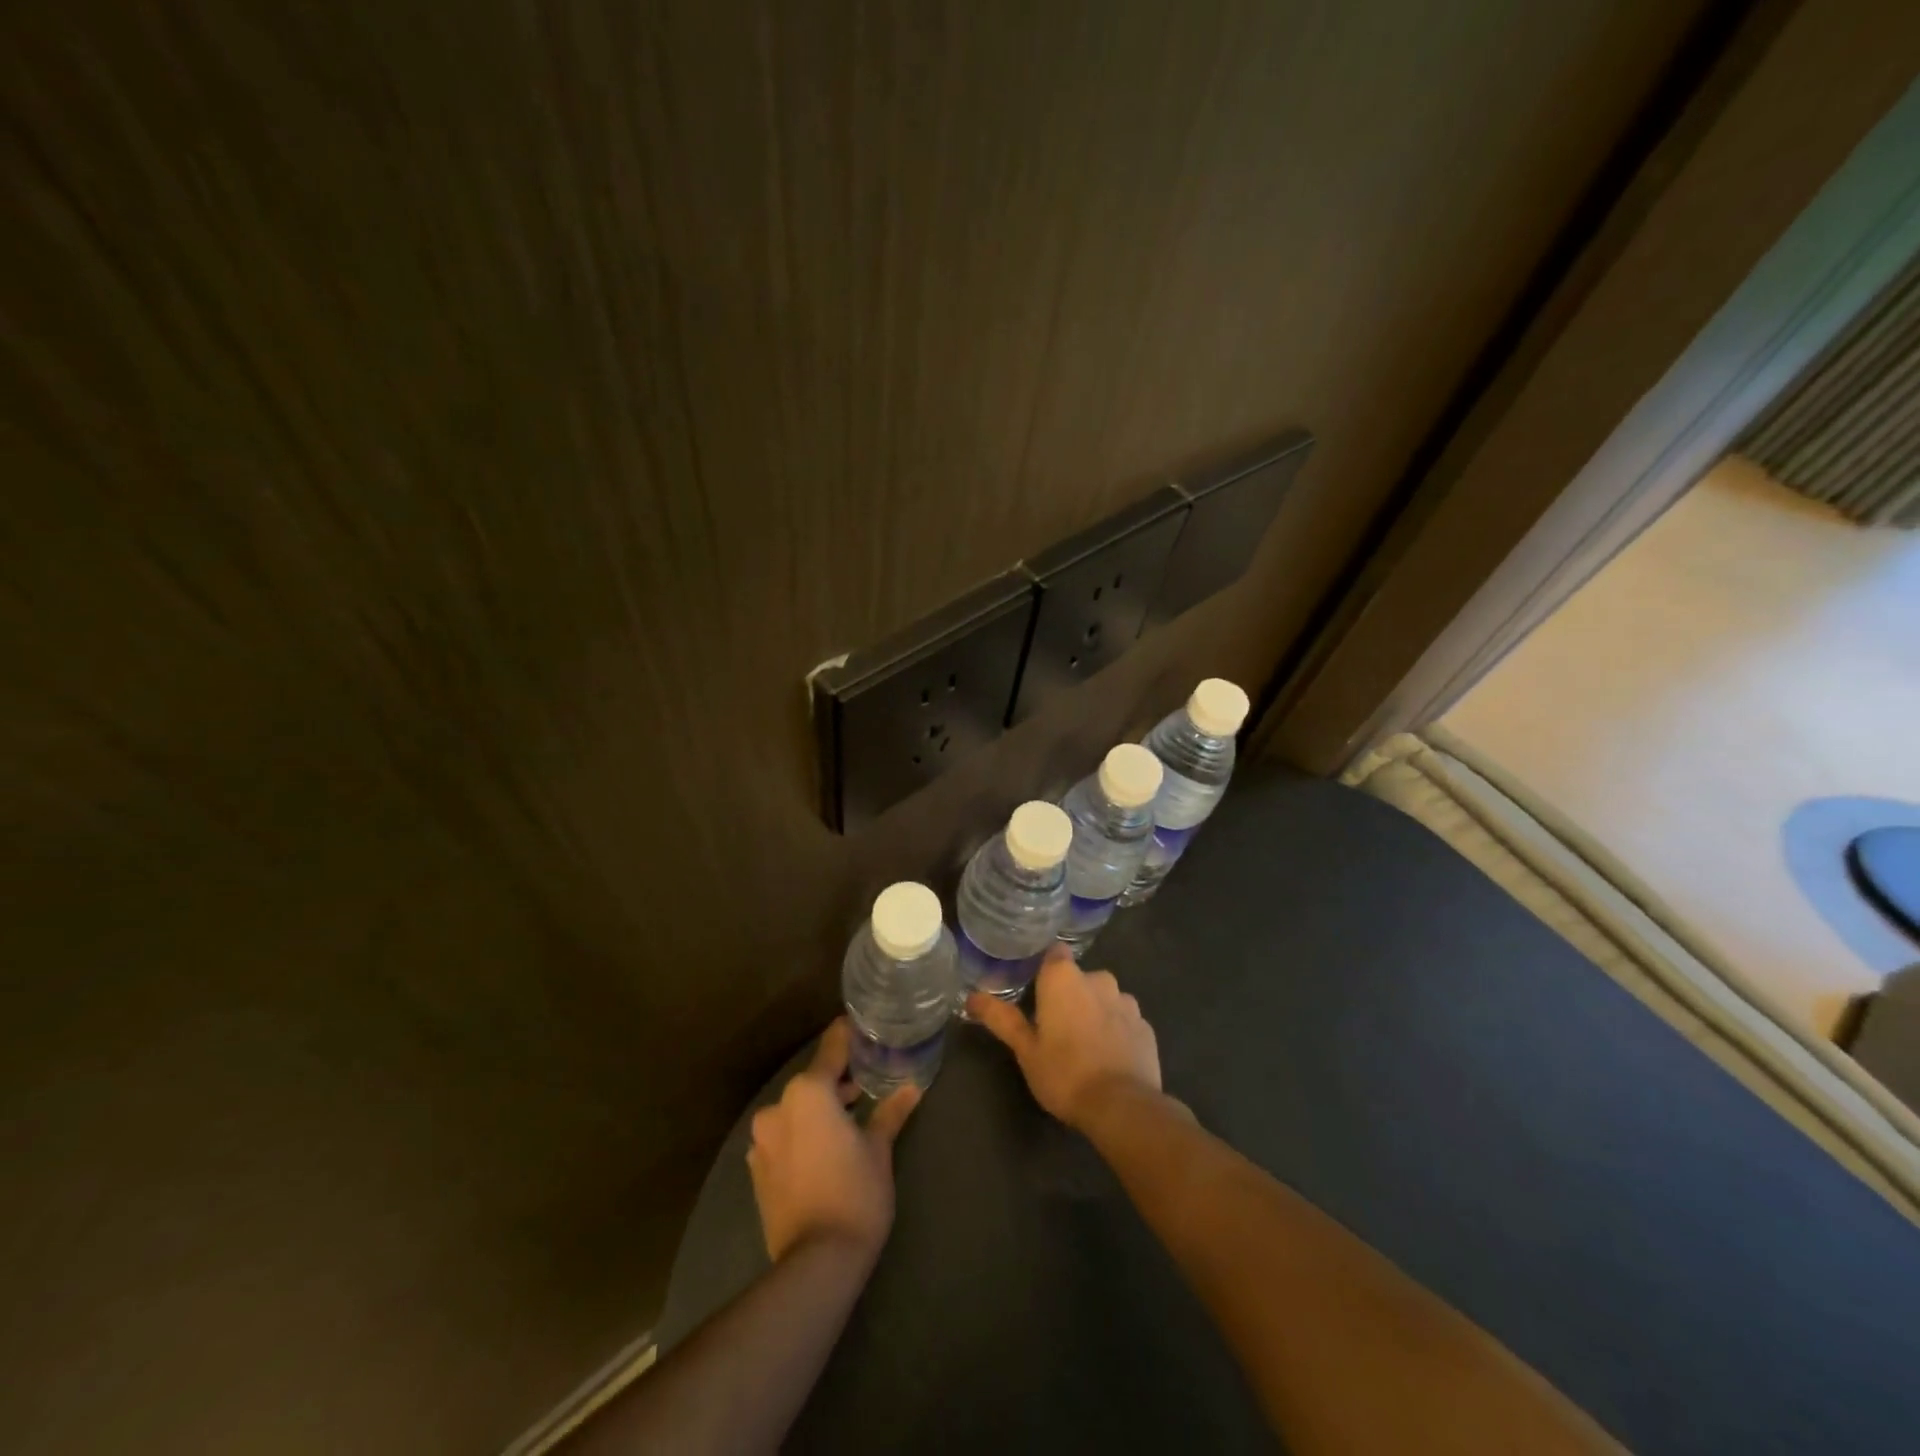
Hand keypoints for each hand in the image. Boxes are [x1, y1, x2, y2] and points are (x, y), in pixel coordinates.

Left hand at [747, 1018, 920, 1264]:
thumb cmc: (855, 1194)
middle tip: (868, 1082)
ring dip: (820, 1109)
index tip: (865, 1027)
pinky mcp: (756, 1169)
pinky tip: (822, 1150)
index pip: (832, 1048)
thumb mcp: (879, 1149)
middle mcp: (779, 1107)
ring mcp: (762, 1140)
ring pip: (797, 1109)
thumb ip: (890, 1112)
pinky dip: (802, 1134)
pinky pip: (783, 1136)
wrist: (816, 1263)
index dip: (850, 1036)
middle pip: (814, 1080)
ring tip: (849, 1119)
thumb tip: (913, 1087)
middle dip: (839, 1080)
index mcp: (809, 1092)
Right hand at [967, 947, 1160, 1130]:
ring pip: (1104, 998)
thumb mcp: (1025, 1049)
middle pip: (1079, 978)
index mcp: (1064, 978)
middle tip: (1054, 1028)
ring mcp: (1126, 1002)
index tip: (1035, 991)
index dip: (1045, 970)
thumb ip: (1001, 1018)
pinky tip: (1108, 1057)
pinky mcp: (1146, 1026)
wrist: (1123, 1107)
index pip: (1054, 954)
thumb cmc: (1064, 1073)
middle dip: (1069, 996)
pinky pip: (1124, 1020)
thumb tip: (971, 997)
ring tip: (1084, 1045)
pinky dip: (1116, 1031)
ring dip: (1094, 1012)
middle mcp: (1098, 979)